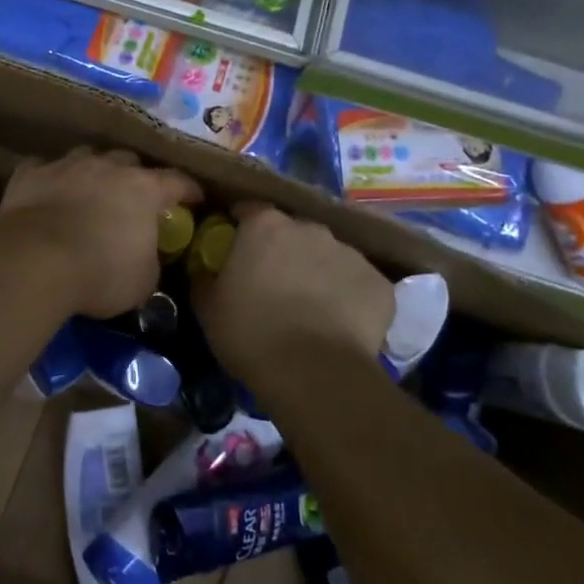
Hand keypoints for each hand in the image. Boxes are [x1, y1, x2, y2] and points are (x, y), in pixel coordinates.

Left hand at [0, 147, 202, 318]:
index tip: (195, 199)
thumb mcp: (142, 280)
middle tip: (133, 197)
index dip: (188, 190)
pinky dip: (49, 178)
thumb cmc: (100, 273)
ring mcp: (66, 165)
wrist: (35, 260)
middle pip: (128, 160)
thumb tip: (145, 255)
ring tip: (89, 189)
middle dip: (134, 175)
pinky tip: (46, 191)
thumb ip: (149, 259)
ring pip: (87, 156)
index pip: (176, 181)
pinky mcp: (30, 173)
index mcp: (143, 189)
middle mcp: (107, 167)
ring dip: (92, 171)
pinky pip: (43, 168)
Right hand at [199, 203, 395, 377]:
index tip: (236, 248)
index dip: (241, 227)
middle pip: (293, 231)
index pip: (249, 210)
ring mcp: (349, 253)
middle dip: (284, 250)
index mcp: (265, 225)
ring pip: (329, 256)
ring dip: (318, 271)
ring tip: (311, 307)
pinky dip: (350, 297)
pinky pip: (359, 283)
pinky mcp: (379, 283)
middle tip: (274, 282)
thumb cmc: (251, 334)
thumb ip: (205, 279)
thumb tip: (204, 270)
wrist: (315, 374)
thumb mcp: (208, 308)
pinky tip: (341, 324)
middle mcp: (309, 228)